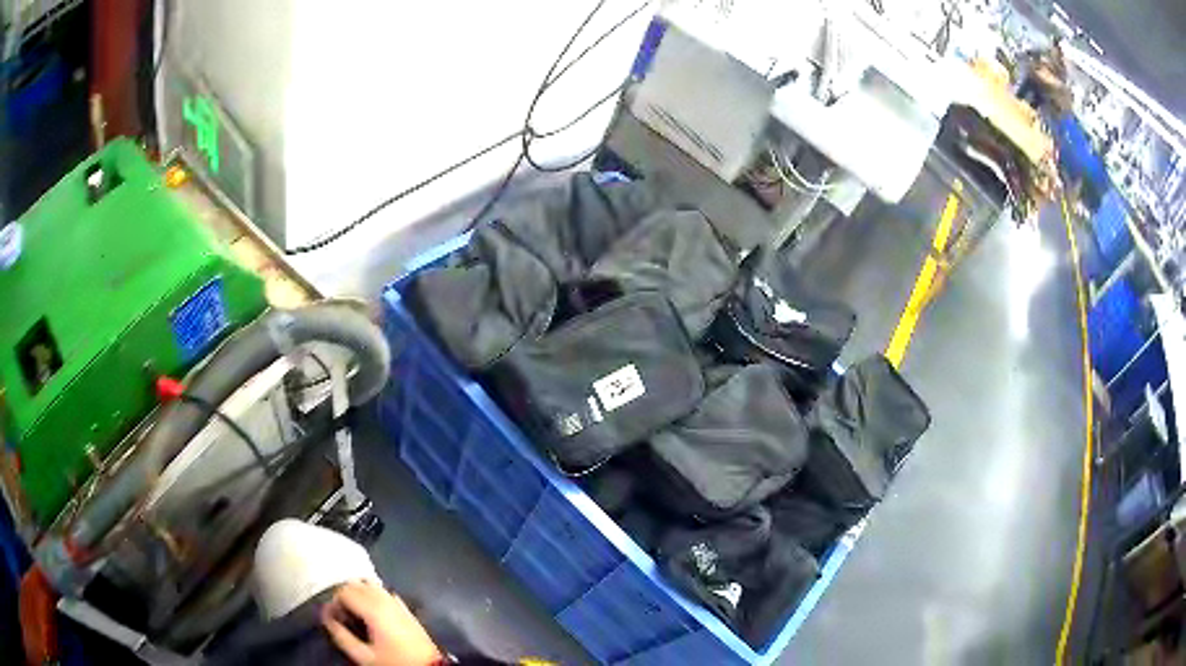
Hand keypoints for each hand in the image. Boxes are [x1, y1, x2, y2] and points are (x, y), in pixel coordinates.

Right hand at [322, 581, 441, 665]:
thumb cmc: (394, 662)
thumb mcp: (363, 655)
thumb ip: (341, 636)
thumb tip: (327, 618)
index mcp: (373, 608)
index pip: (343, 591)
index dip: (333, 602)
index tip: (331, 617)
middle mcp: (385, 599)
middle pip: (355, 584)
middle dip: (343, 596)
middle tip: (341, 616)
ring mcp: (397, 602)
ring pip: (369, 585)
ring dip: (357, 594)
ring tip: (354, 614)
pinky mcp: (405, 608)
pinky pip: (383, 593)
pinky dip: (372, 596)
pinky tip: (371, 613)